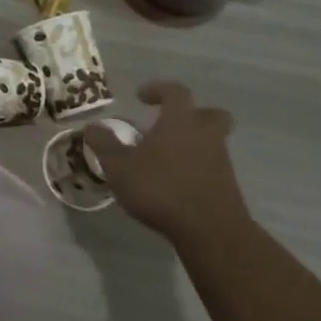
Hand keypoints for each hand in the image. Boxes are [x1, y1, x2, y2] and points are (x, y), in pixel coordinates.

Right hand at [83, 81, 250, 246]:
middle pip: (210, 114)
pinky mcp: (228, 187)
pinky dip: (196, 168)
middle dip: (192, 114)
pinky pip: (212, 167)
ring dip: (193, 144)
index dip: (158, 89)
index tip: (141, 96)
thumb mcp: (119, 166)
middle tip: (170, 123)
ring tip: (166, 159)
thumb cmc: (161, 188)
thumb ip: (104, 144)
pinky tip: (176, 183)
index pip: (175, 92)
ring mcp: (221, 161)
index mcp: (180, 122)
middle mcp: (205, 135)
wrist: (210, 231)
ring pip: (212, 141)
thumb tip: (92, 127)